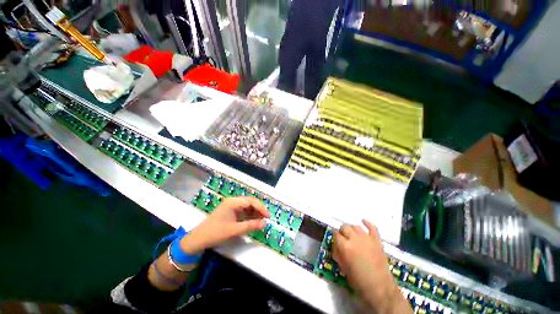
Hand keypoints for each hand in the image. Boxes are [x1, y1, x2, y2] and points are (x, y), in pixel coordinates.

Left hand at [180, 197, 269, 254]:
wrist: (198, 239)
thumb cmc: (215, 232)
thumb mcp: (234, 230)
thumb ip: (250, 226)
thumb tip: (265, 224)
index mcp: (233, 202)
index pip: (251, 201)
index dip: (261, 208)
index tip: (268, 216)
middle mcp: (233, 202)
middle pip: (250, 202)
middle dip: (259, 209)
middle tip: (266, 218)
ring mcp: (232, 207)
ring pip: (247, 207)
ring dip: (255, 213)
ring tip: (262, 220)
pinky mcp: (231, 212)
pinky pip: (243, 212)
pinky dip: (250, 216)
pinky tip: (254, 221)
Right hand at [333, 220, 410, 313]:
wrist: (379, 287)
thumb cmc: (358, 279)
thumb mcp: (343, 267)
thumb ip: (338, 253)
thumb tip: (336, 245)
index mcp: (345, 246)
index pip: (336, 234)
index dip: (335, 237)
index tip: (336, 240)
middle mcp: (354, 239)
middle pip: (345, 227)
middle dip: (342, 231)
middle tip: (344, 238)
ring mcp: (366, 238)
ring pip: (356, 226)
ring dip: (352, 229)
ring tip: (352, 234)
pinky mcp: (376, 240)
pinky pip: (372, 227)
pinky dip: (367, 223)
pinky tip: (363, 221)